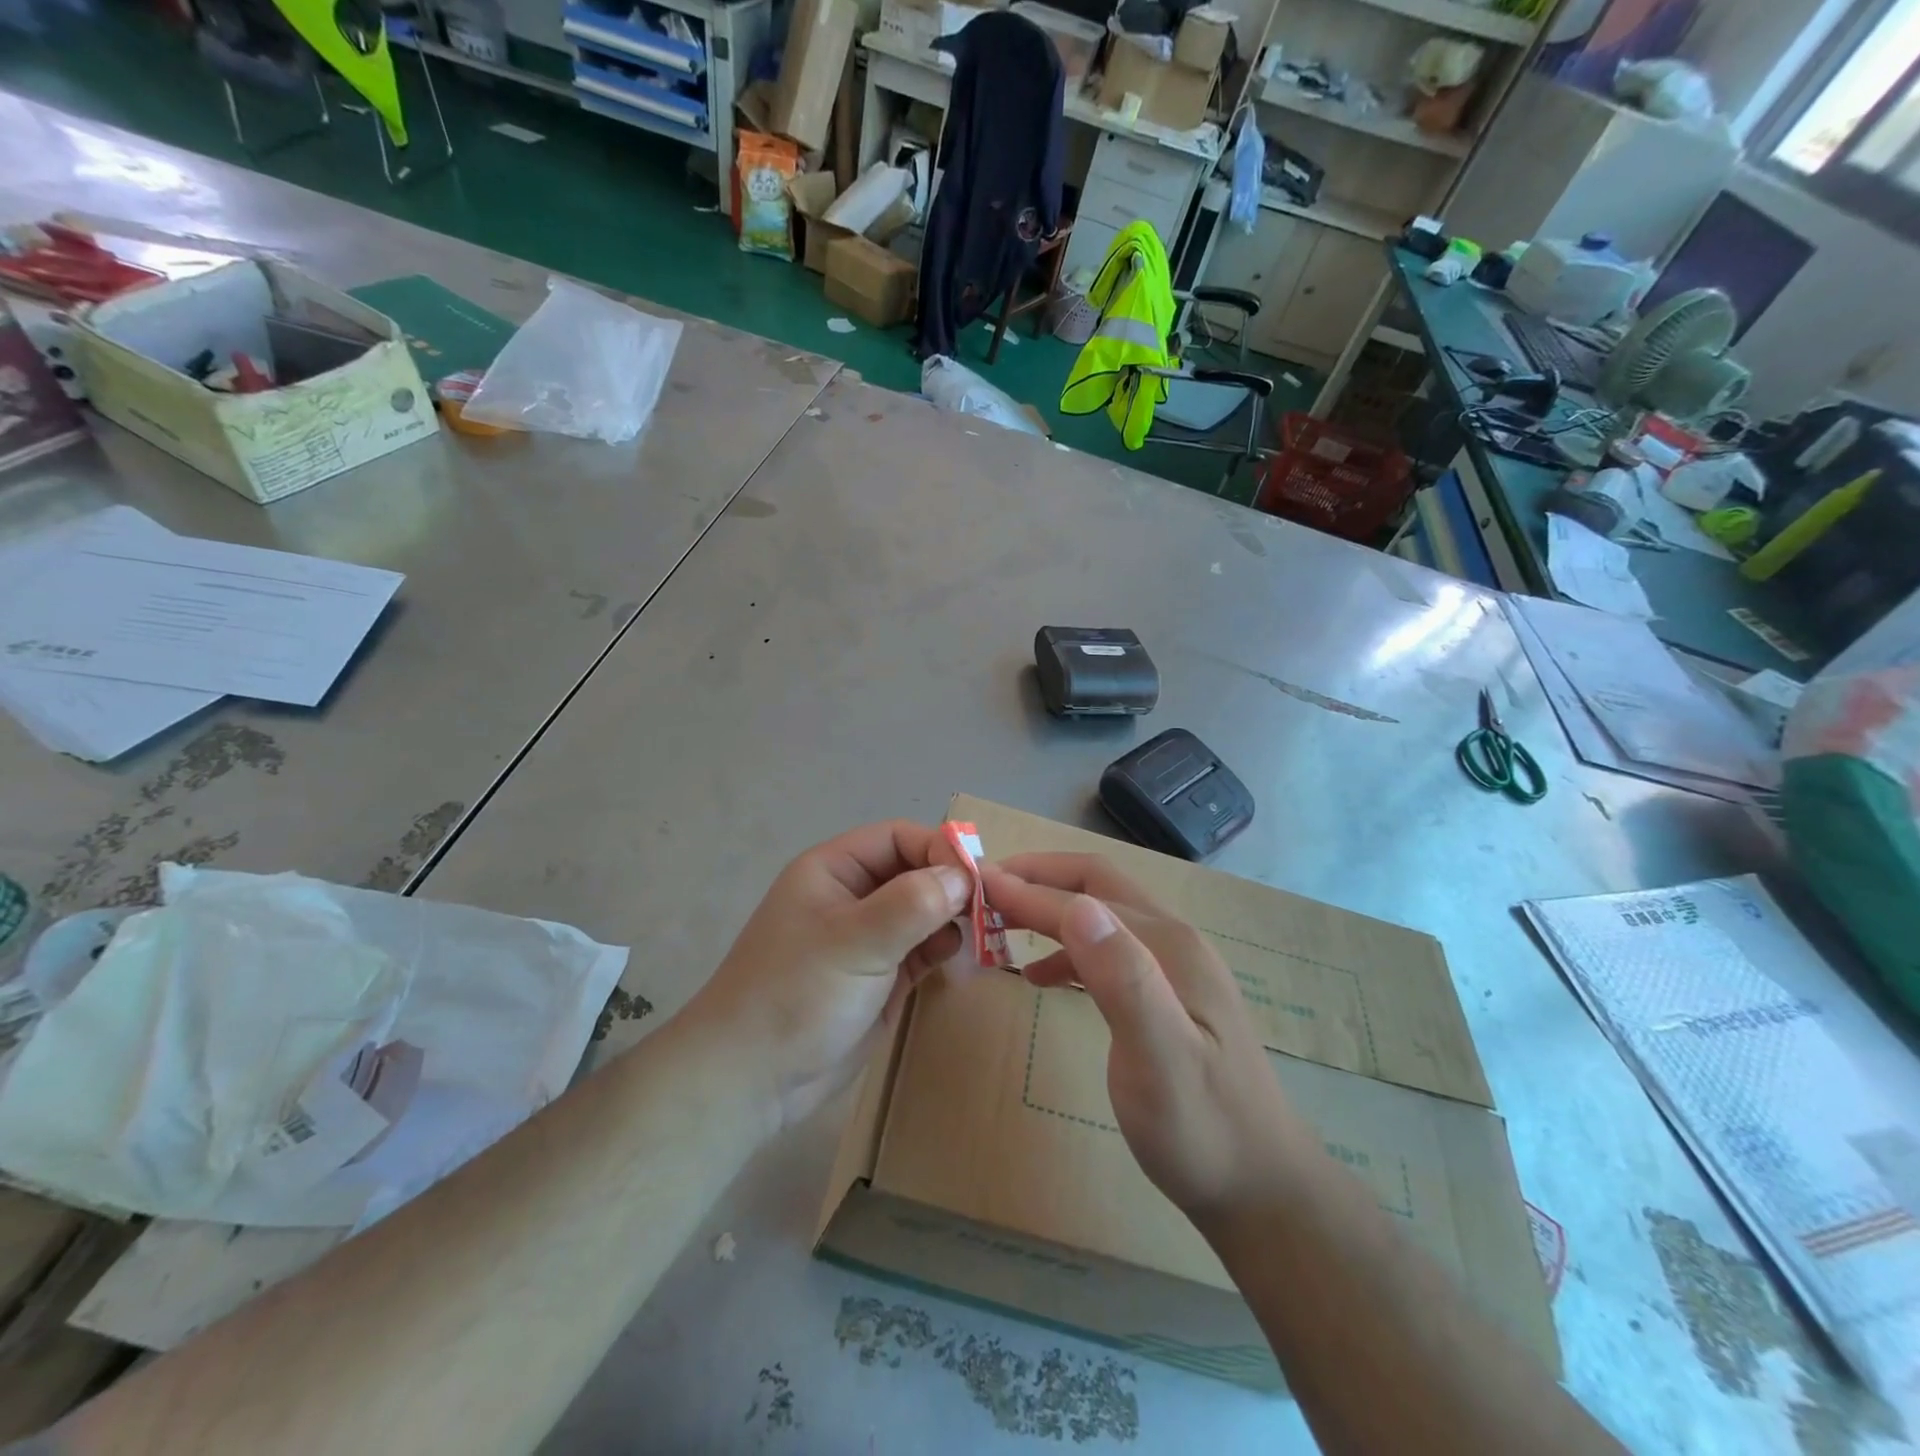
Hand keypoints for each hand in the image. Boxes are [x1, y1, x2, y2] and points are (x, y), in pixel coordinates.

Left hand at [683, 822, 969, 1133]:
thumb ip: (911, 904)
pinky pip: (922, 949)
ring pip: (923, 911)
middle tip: (994, 908)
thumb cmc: (796, 996)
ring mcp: (867, 939)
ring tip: (983, 936)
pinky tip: (961, 962)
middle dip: (953, 886)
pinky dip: (944, 949)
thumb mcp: (854, 942)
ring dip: (953, 918)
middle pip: (915, 872)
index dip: (939, 850)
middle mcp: (853, 897)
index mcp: (834, 870)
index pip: (898, 838)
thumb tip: (964, 874)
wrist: (751, 1082)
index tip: (979, 878)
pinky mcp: (880, 977)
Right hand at [982, 854, 1309, 1221]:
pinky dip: (1068, 949)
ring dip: (1049, 910)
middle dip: (1039, 880)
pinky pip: (1109, 951)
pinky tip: (1041, 976)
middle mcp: (1172, 941)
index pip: (1083, 899)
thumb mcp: (1160, 1059)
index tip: (974, 885)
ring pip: (1101, 915)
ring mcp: (1172, 967)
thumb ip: (1123, 979)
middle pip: (1096, 885)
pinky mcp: (1166, 995)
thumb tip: (1077, 906)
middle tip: (984, 891)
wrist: (1262, 1187)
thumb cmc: (1203, 1129)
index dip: (1026, 890)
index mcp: (1168, 945)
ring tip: (999, 925)